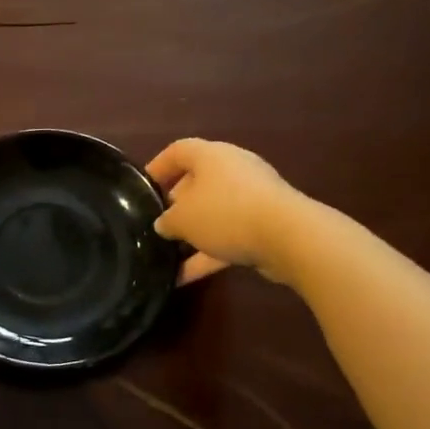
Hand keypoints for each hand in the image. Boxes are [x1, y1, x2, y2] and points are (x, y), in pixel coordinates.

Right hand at [146, 139, 299, 284]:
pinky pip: (229, 236)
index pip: (178, 151)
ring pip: (214, 213)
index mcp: (211, 156)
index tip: (142, 188)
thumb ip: (166, 221)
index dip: (158, 166)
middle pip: (197, 182)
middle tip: (158, 224)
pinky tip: (184, 277)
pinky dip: (207, 255)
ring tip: (168, 255)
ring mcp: (252, 197)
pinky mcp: (265, 223)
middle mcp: (233, 170)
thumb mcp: (182, 219)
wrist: (287, 236)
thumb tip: (164, 224)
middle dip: (176, 205)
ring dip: (193, 234)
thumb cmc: (225, 213)